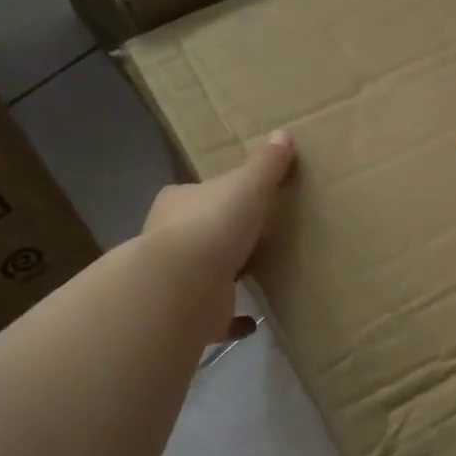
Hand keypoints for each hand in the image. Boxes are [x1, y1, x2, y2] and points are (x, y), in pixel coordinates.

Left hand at [143, 131, 295, 341]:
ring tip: (256, 275)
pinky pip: (217, 316)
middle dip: (221, 235)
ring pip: (205, 274)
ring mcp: (178, 280)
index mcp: (178, 203)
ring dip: (226, 275)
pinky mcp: (191, 314)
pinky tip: (253, 320)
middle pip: (198, 232)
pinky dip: (234, 318)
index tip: (242, 199)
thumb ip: (266, 165)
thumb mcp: (248, 185)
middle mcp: (171, 239)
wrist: (183, 286)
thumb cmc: (213, 224)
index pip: (196, 193)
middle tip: (255, 237)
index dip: (216, 195)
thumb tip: (284, 134)